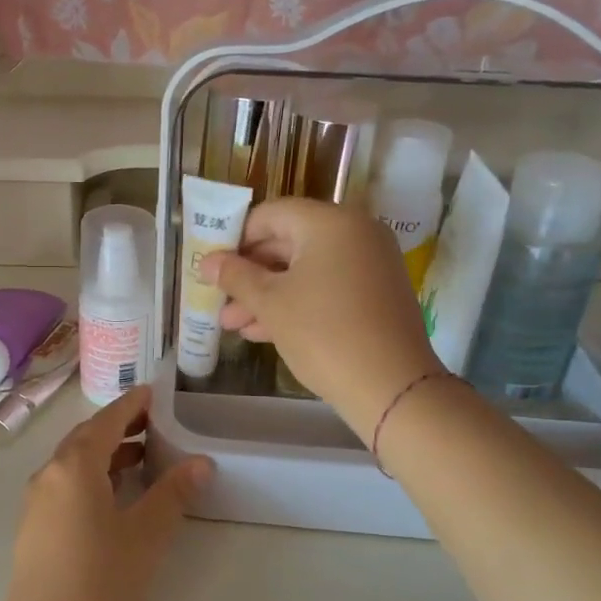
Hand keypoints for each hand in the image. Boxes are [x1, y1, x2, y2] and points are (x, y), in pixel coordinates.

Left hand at [0, 388, 210, 600]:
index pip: (107, 421)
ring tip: (145, 456)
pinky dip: (94, 476)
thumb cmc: (100, 584)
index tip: (155, 392)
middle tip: (157, 423)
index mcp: (74, 466)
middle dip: (121, 426)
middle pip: (87, 438)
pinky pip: (67, 485)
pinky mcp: (35, 527)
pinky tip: (117, 494)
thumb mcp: (146, 536)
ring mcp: (37, 502)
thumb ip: (173, 493)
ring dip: (108, 453)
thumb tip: (201, 462)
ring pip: (75, 462)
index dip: (132, 404)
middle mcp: (49, 474)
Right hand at [205, 199, 441, 438]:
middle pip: (288, 242)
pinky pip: (326, 286)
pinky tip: (263, 331)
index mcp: (330, 222)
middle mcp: (355, 233)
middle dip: (249, 274)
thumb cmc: (324, 333)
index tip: (214, 267)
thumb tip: (207, 262)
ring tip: (233, 325)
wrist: (392, 386)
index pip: (270, 214)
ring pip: (305, 269)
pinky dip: (296, 302)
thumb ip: (236, 277)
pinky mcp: (375, 293)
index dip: (236, 238)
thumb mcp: (271, 303)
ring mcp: (369, 264)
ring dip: (267, 294)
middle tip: (219, 300)